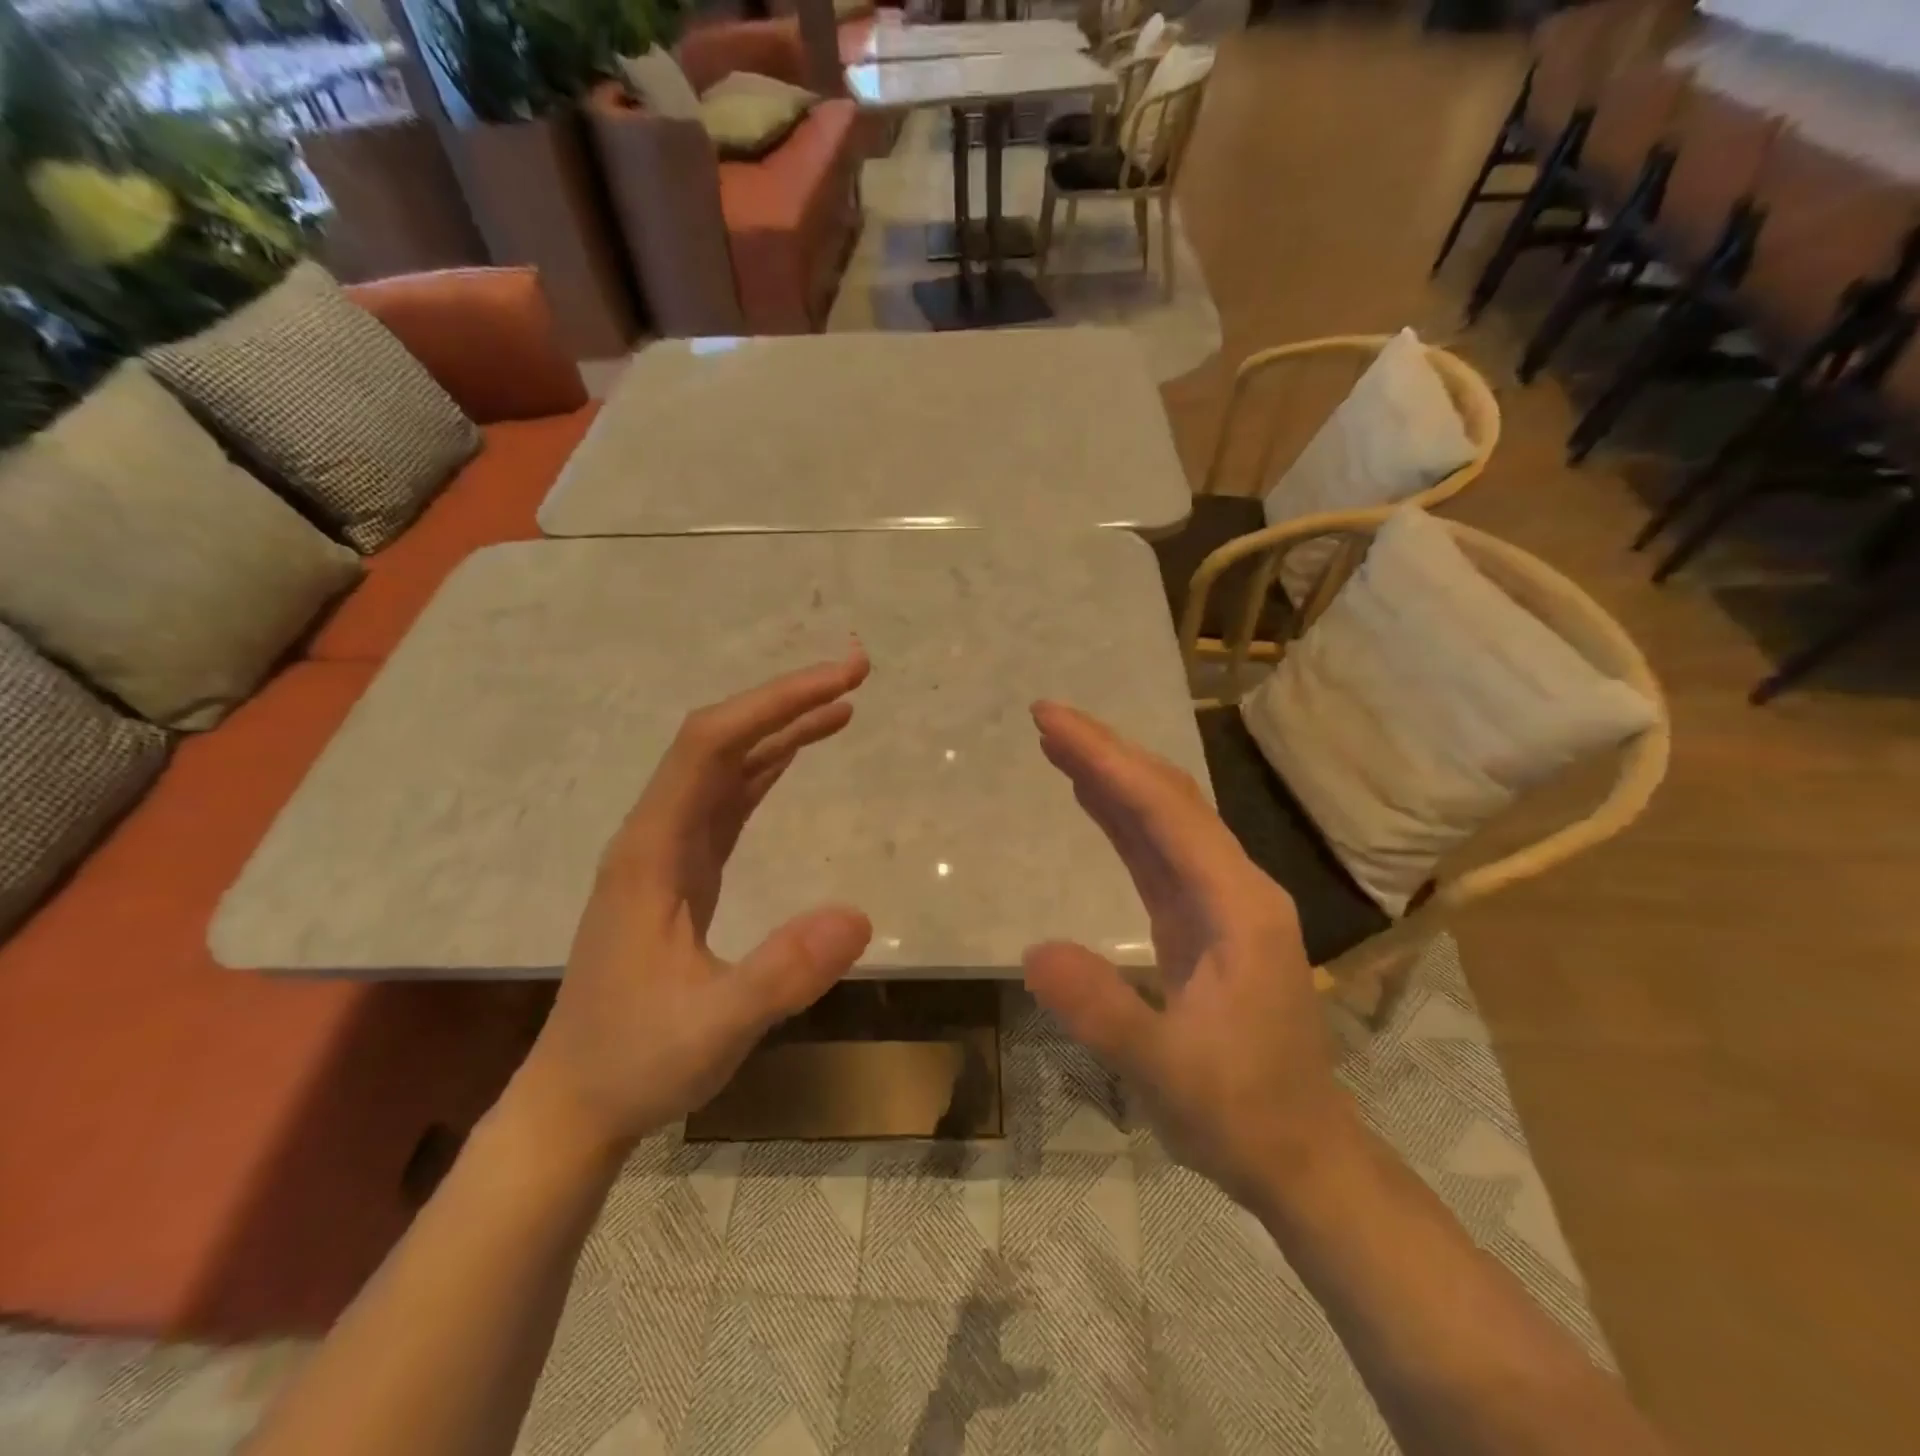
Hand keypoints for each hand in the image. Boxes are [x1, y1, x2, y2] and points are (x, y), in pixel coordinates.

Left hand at [510, 650, 874, 1156]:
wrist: (576, 1104)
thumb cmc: (636, 1062)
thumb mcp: (714, 1028)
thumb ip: (781, 974)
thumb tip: (859, 916)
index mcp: (651, 851)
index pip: (710, 746)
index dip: (775, 704)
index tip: (841, 682)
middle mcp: (655, 836)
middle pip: (718, 741)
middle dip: (785, 701)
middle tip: (856, 675)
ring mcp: (667, 853)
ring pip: (725, 767)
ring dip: (780, 729)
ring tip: (841, 705)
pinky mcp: (683, 875)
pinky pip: (727, 802)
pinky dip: (767, 769)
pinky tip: (794, 757)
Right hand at [1024, 702, 1357, 1208]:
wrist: (1299, 1157)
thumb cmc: (1241, 1115)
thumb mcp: (1166, 1072)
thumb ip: (1103, 1011)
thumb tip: (1034, 951)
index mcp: (1237, 906)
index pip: (1165, 812)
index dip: (1107, 760)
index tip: (1053, 721)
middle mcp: (1234, 887)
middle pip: (1168, 799)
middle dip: (1108, 753)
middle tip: (1047, 718)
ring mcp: (1220, 902)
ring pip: (1163, 819)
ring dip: (1112, 778)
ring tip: (1059, 744)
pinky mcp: (1201, 921)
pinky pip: (1156, 853)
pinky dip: (1120, 818)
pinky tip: (1091, 799)